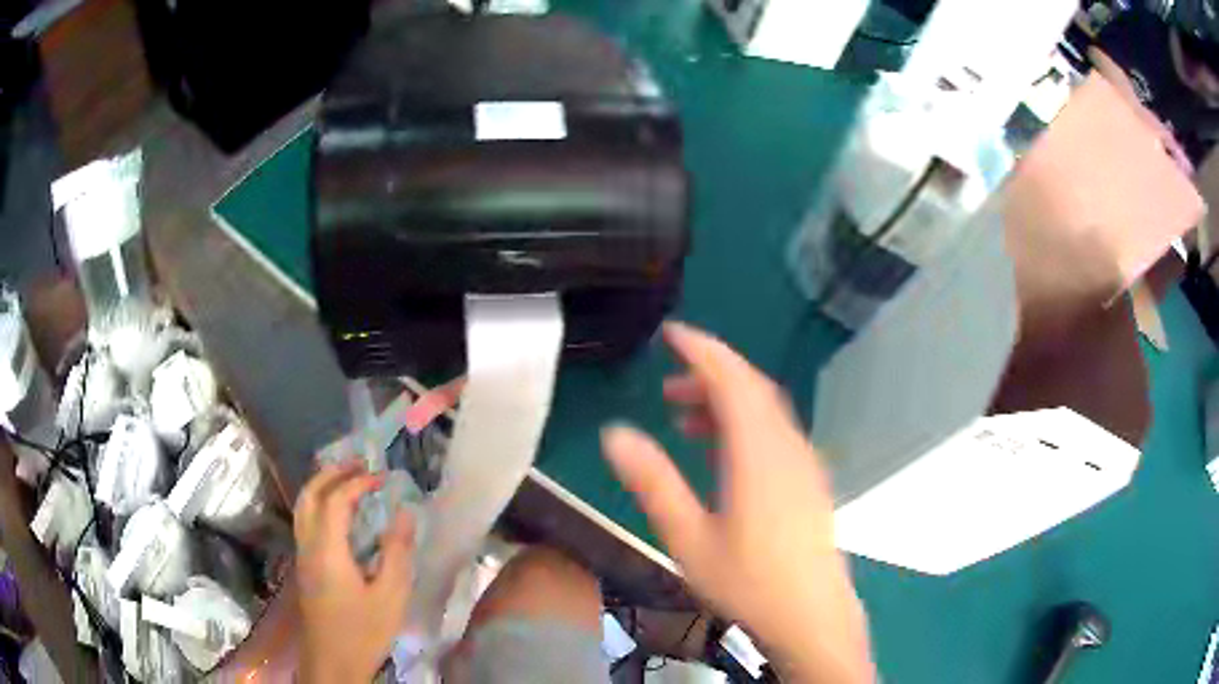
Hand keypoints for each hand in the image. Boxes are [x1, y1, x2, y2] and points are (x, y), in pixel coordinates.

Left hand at [295, 462, 414, 682]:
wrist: (332, 662)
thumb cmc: (364, 631)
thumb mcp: (390, 596)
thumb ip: (396, 552)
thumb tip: (405, 513)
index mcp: (327, 550)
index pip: (336, 500)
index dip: (358, 482)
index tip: (382, 477)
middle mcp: (308, 545)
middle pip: (309, 495)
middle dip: (332, 473)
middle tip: (359, 462)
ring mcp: (302, 555)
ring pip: (303, 507)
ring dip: (322, 485)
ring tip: (348, 478)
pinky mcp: (304, 566)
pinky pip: (306, 520)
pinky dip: (319, 503)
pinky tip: (339, 513)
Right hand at [601, 323, 873, 683]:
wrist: (811, 617)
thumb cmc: (747, 582)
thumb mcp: (688, 537)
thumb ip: (652, 482)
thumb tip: (614, 433)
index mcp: (758, 452)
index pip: (732, 379)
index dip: (702, 349)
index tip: (672, 332)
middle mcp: (787, 446)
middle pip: (751, 389)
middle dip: (709, 375)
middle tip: (667, 385)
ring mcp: (804, 463)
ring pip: (765, 412)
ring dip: (727, 403)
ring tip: (685, 419)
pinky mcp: (809, 482)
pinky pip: (775, 434)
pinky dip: (745, 426)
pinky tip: (722, 455)